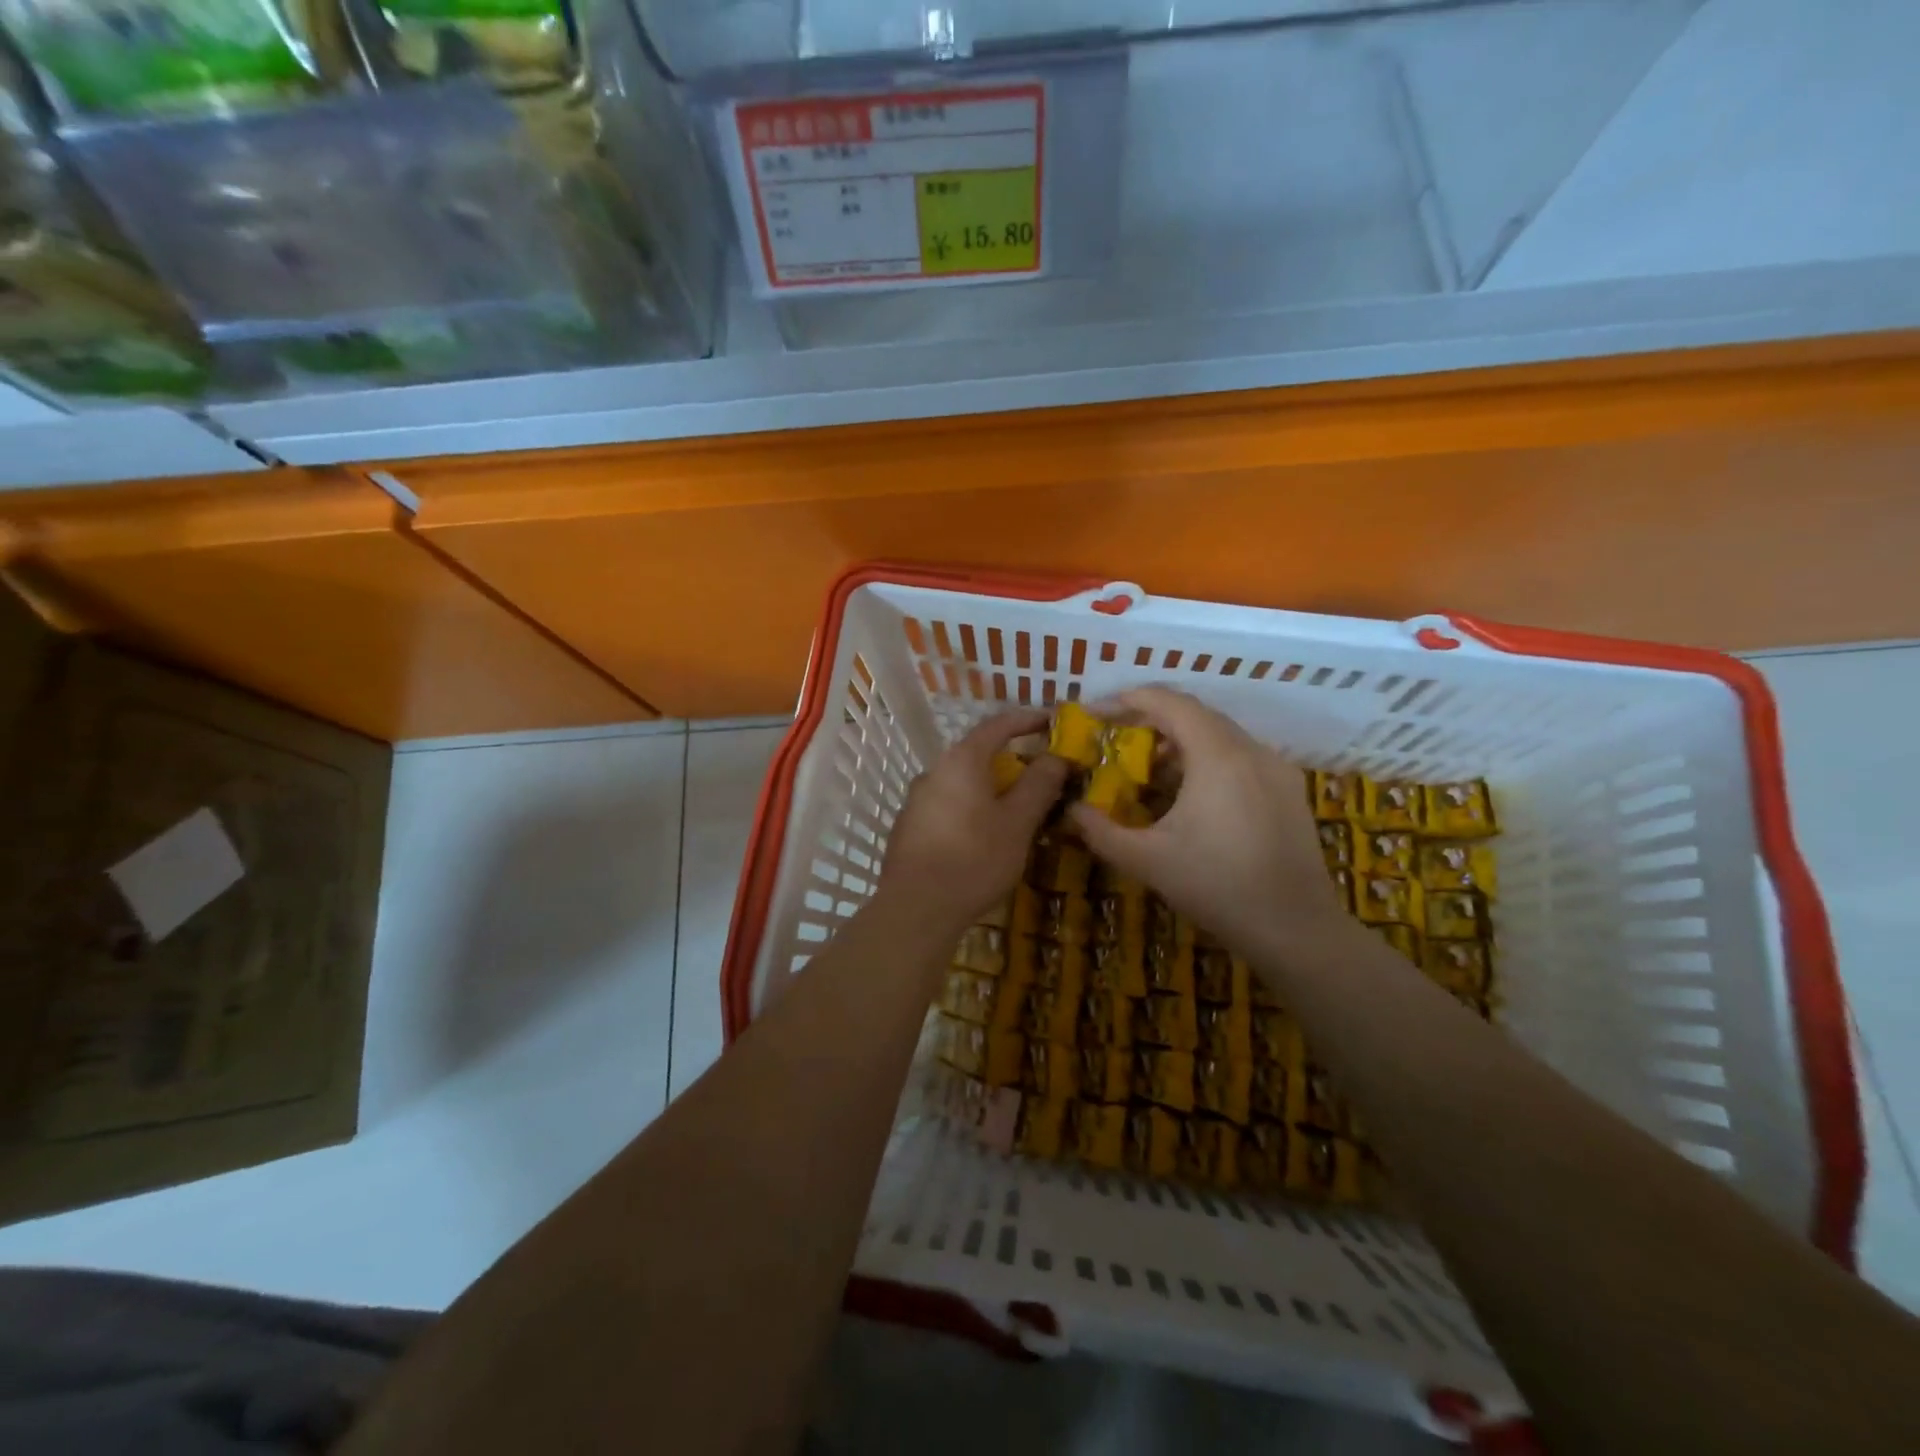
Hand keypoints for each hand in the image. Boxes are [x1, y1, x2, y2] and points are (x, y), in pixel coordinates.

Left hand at [882, 710, 1067, 928]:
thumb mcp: (1018, 823)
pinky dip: (971, 809)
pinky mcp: (908, 827)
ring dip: (990, 788)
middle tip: (1041, 775)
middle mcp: (934, 771)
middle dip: (1011, 760)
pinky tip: (982, 836)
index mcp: (961, 761)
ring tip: (1016, 809)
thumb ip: (1039, 785)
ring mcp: (916, 800)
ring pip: (962, 783)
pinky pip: (947, 806)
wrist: (916, 908)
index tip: (1052, 722)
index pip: (998, 724)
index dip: (1028, 720)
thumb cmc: (974, 859)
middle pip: (978, 754)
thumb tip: (1056, 756)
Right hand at [1067, 688, 1352, 957]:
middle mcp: (1250, 749)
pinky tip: (1190, 792)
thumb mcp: (1146, 860)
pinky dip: (1208, 757)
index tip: (1097, 712)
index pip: (1169, 702)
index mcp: (1217, 756)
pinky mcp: (1289, 788)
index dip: (1129, 700)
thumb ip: (1101, 830)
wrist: (1295, 929)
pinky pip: (1241, 754)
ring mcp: (1276, 767)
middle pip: (1195, 713)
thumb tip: (1071, 810)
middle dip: (1151, 718)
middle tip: (1116, 737)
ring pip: (1220, 733)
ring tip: (1148, 766)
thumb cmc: (1216, 887)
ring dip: (1181, 739)